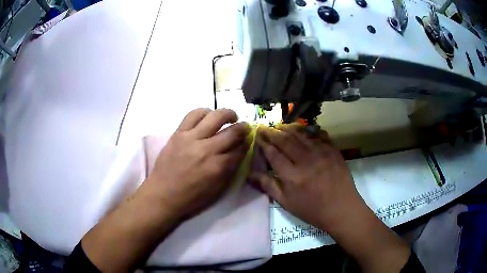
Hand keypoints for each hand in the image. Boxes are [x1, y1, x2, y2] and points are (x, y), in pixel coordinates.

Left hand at [141, 108, 249, 218]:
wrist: (163, 194)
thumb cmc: (192, 196)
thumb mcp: (217, 188)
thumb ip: (230, 168)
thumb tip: (240, 150)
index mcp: (218, 167)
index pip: (241, 149)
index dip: (248, 142)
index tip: (250, 139)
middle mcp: (207, 149)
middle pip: (232, 131)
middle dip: (244, 127)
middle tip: (245, 127)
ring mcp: (191, 138)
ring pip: (215, 116)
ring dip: (227, 114)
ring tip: (230, 116)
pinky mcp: (178, 133)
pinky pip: (194, 114)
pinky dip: (205, 112)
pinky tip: (208, 116)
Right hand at [251, 123, 361, 229]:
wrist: (341, 208)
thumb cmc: (312, 209)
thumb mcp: (286, 203)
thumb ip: (268, 186)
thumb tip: (249, 174)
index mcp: (292, 176)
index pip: (273, 153)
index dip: (263, 143)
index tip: (256, 136)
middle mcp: (306, 161)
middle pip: (285, 140)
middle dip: (272, 132)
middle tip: (263, 126)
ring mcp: (321, 153)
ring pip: (300, 134)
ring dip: (287, 128)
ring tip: (278, 125)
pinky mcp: (333, 150)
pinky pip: (318, 135)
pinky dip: (307, 130)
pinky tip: (301, 129)